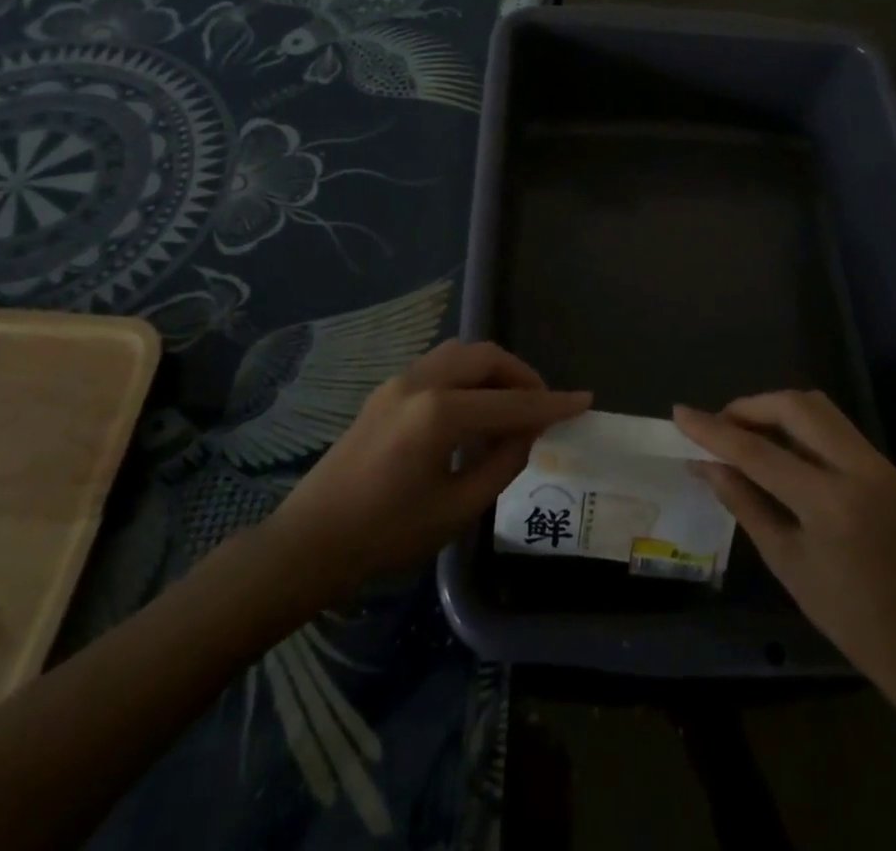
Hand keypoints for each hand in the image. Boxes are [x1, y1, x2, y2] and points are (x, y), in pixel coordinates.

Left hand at [267, 341, 590, 596]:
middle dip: (521, 375)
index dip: (551, 403)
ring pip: (461, 354)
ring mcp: (399, 380)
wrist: (311, 540)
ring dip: (493, 371)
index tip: (584, 400)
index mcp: (439, 413)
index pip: (510, 402)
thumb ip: (501, 465)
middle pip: (486, 357)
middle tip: (542, 406)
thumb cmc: (385, 535)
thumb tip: (527, 433)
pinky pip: (440, 366)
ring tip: (510, 406)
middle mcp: (420, 382)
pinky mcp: (386, 389)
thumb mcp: (456, 509)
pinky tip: (472, 412)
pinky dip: (468, 377)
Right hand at [673, 391, 895, 695]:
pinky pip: (833, 425)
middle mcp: (858, 467)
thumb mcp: (786, 563)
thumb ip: (744, 504)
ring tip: (744, 432)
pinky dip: (799, 424)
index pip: (758, 450)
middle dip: (748, 407)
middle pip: (794, 406)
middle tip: (718, 427)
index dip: (713, 430)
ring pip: (817, 407)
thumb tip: (706, 465)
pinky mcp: (884, 466)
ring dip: (775, 409)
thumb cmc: (849, 618)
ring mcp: (876, 462)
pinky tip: (778, 447)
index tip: (679, 413)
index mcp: (830, 501)